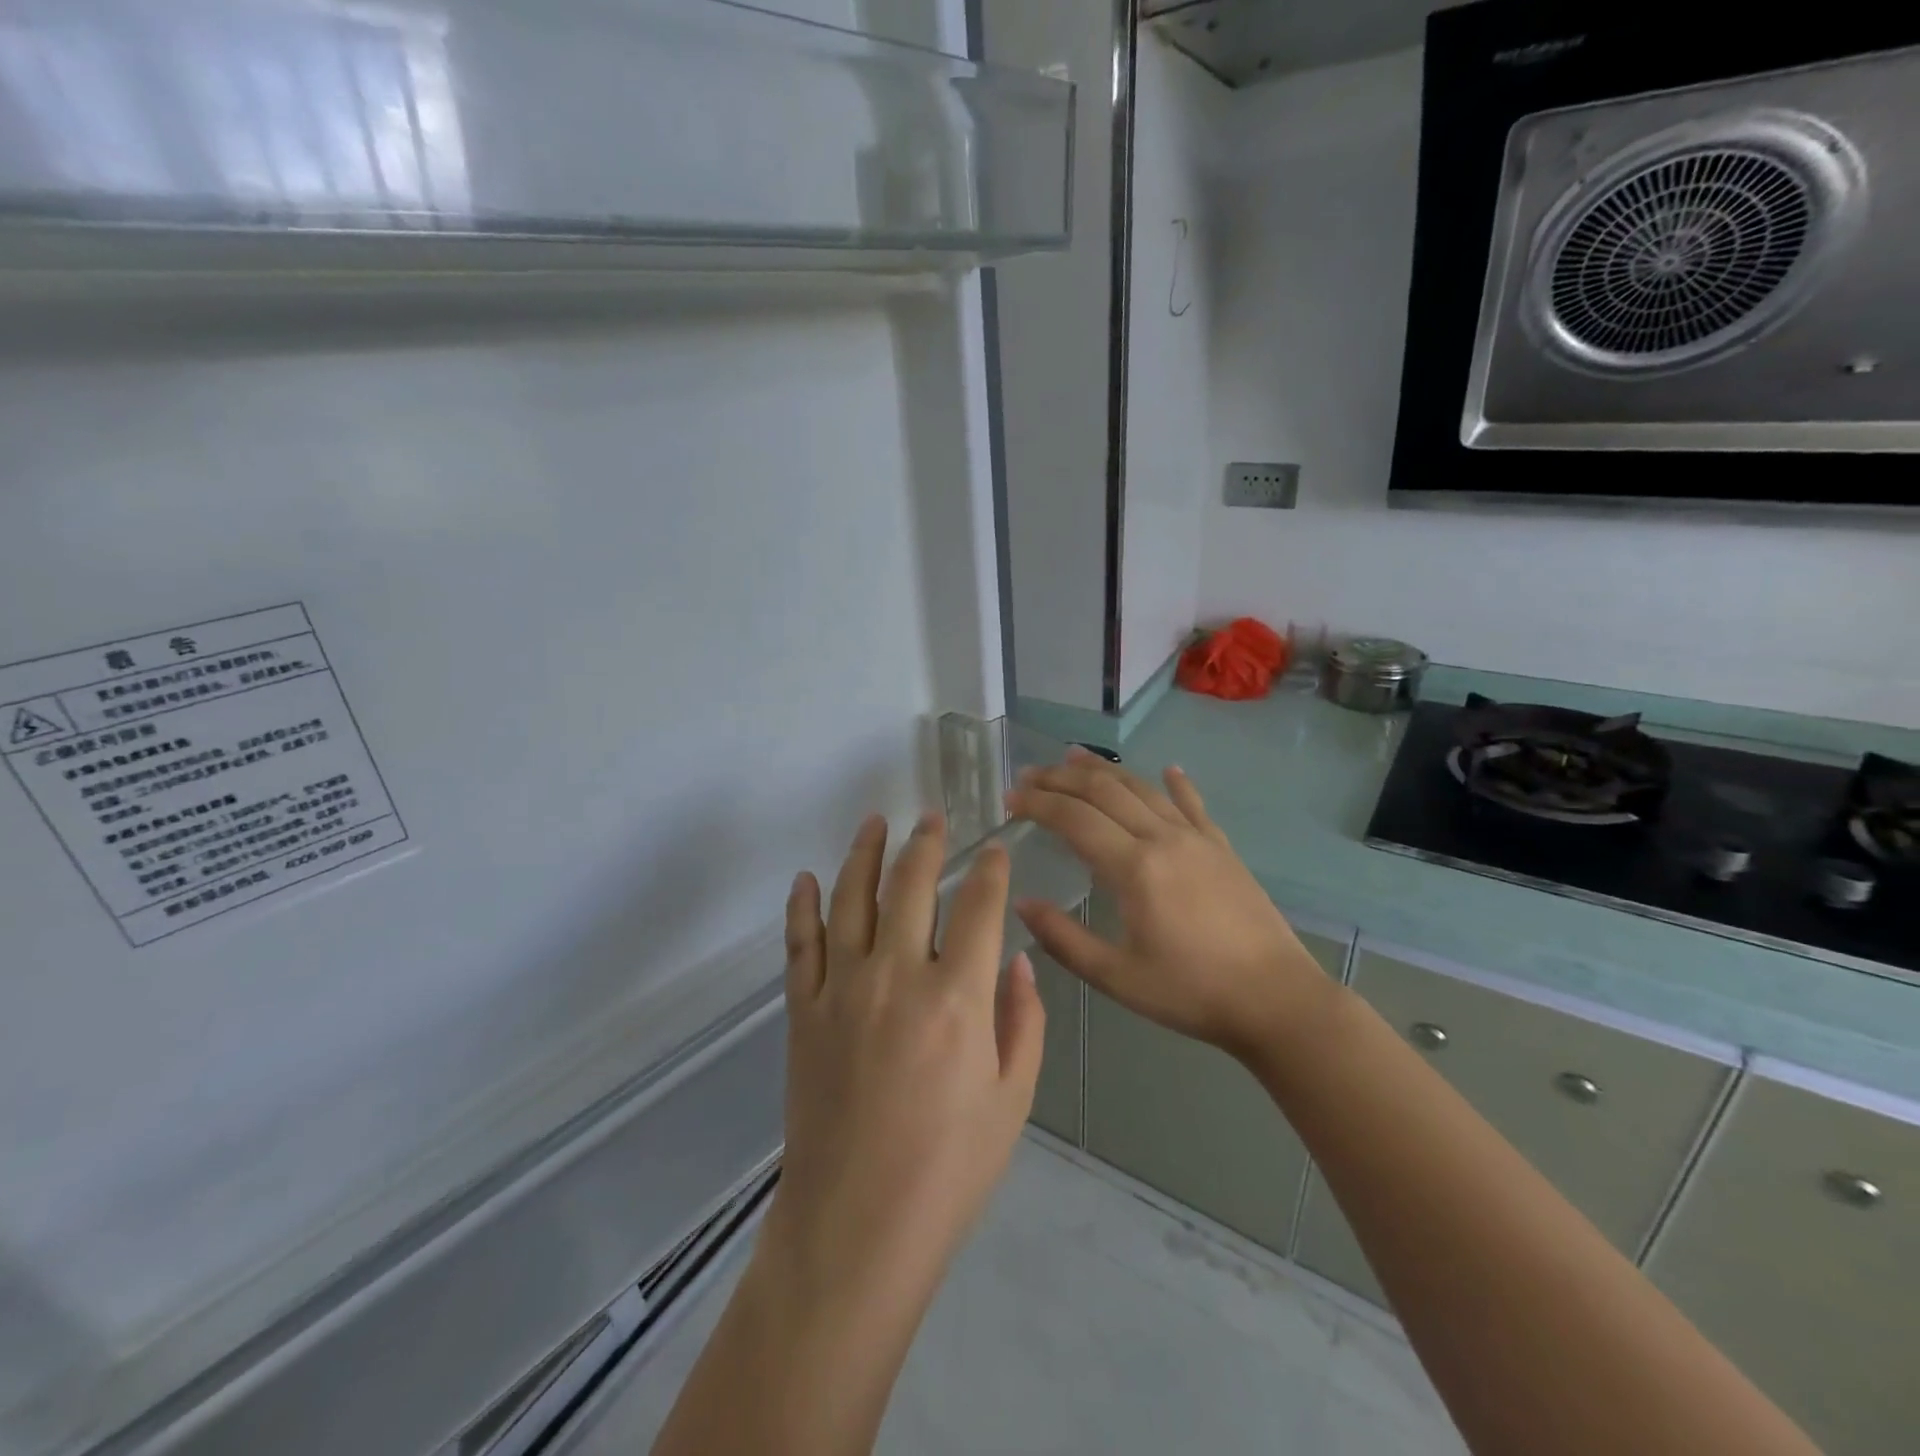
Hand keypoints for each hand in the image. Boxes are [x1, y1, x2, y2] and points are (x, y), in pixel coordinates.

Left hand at [766, 812, 1045, 1319]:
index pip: (977, 908)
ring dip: (864, 854)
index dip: (988, 870)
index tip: (994, 849)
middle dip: (926, 844)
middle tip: (932, 818)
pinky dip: (803, 906)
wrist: (855, 1227)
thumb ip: (1022, 1022)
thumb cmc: (948, 1170)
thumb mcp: (1013, 1101)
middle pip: (911, 887)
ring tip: (875, 822)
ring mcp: (842, 991)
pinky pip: (800, 944)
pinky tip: (807, 878)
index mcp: (957, 999)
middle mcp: (897, 978)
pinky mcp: (803, 1012)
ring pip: (851, 899)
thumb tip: (1018, 962)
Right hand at [1008, 754, 1330, 1063]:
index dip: (1038, 803)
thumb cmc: (1191, 993)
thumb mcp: (1117, 978)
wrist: (1277, 999)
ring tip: (1073, 757)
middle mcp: (1161, 838)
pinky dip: (1175, 783)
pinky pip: (1192, 804)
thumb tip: (1022, 903)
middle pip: (1103, 791)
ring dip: (1104, 770)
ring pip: (1142, 788)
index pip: (1073, 818)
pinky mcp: (1221, 847)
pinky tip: (1168, 769)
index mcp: (1133, 868)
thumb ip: (1064, 939)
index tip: (1010, 799)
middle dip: (1061, 778)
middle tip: (1030, 775)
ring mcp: (1195, 838)